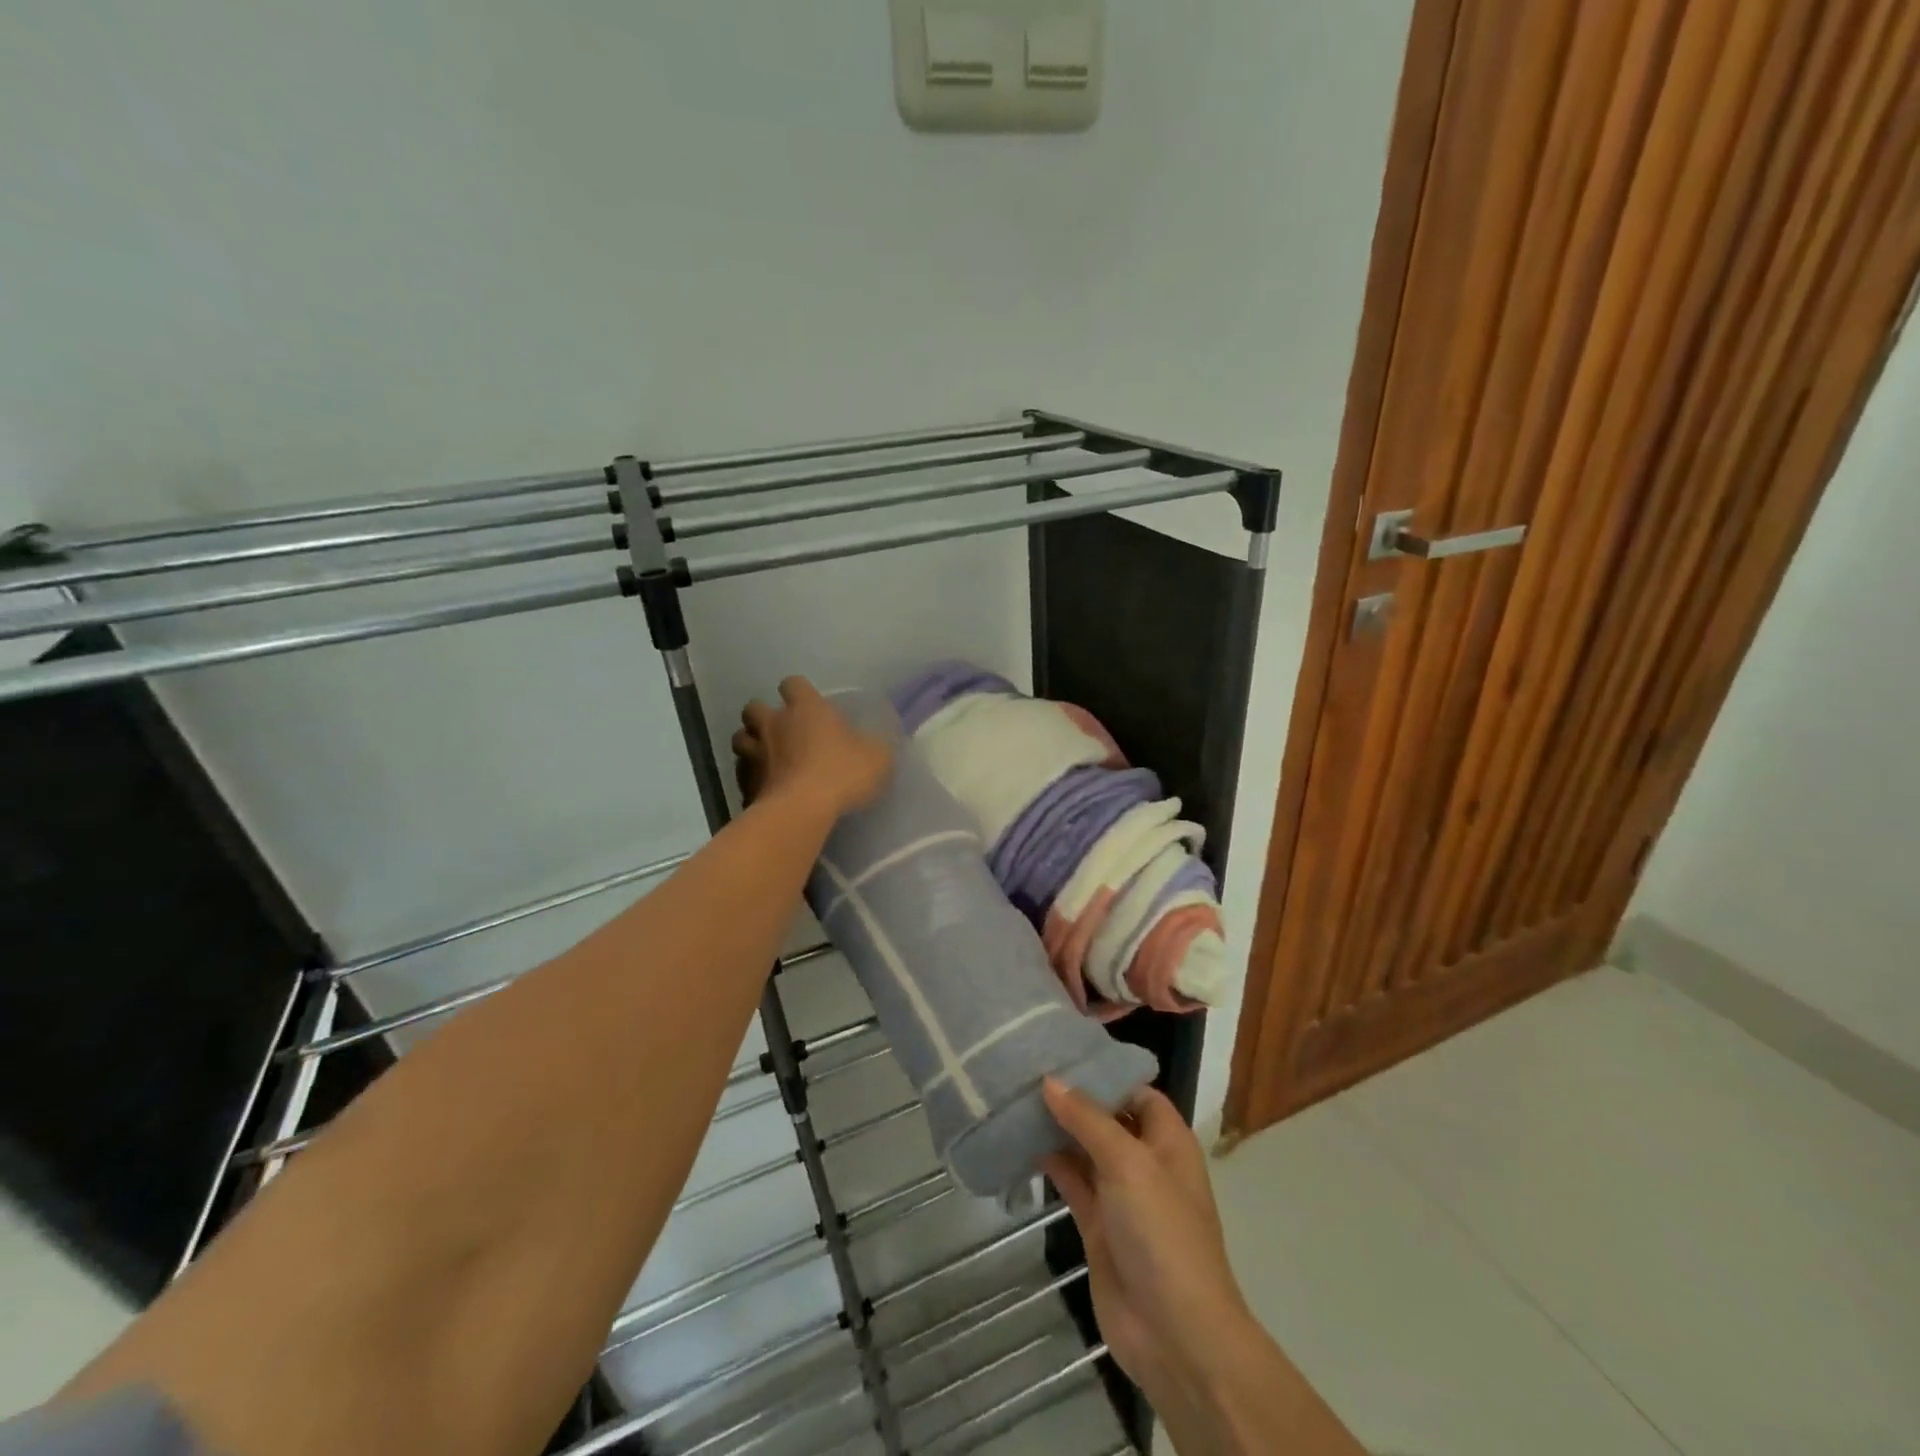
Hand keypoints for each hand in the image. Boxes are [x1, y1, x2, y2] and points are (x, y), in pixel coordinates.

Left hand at [732, 676, 892, 817]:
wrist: (801, 811)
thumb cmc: (841, 774)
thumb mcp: (877, 758)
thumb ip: (876, 746)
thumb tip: (876, 743)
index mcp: (805, 708)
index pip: (793, 683)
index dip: (798, 692)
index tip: (808, 705)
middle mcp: (773, 724)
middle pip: (753, 707)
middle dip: (763, 716)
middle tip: (780, 731)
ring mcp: (754, 754)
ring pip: (740, 738)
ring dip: (751, 744)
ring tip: (766, 757)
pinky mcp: (744, 784)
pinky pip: (742, 774)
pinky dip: (750, 778)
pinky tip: (765, 788)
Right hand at [1041, 1078, 1255, 1404]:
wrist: (1174, 1335)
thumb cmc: (1162, 1233)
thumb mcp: (1128, 1163)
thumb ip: (1087, 1118)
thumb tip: (1050, 1080)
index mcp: (1167, 1140)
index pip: (1135, 1091)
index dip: (1103, 1072)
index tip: (1061, 1051)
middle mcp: (1144, 1161)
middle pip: (1106, 1117)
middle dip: (1072, 1097)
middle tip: (1026, 1068)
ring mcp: (1120, 1195)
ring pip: (1084, 1148)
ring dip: (1055, 1128)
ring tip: (1014, 1096)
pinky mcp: (1097, 1225)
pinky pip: (1071, 1182)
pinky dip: (1048, 1163)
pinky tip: (1018, 1141)